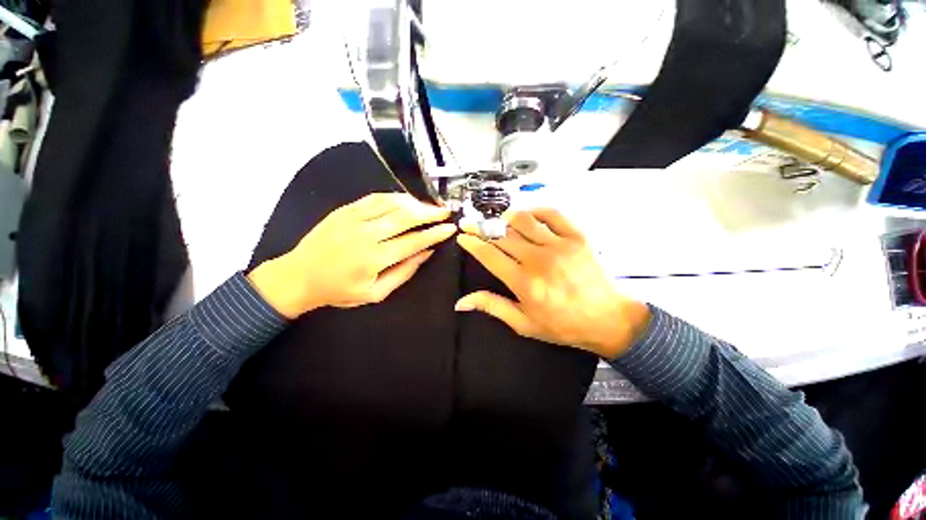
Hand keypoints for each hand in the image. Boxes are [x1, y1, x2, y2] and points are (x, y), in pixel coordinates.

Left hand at [248, 193, 455, 318]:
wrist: (298, 276)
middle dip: (430, 213)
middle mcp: (365, 235)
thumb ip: (404, 272)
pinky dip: (395, 197)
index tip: (450, 228)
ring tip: (429, 206)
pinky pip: (375, 198)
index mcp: (373, 259)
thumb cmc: (339, 290)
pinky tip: (406, 200)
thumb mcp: (375, 293)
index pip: (413, 241)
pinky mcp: (344, 210)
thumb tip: (426, 253)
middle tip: (446, 212)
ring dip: (415, 203)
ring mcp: (353, 219)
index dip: (435, 234)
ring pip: (392, 203)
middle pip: (405, 217)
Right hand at [455, 209, 649, 358]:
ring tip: (498, 220)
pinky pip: (552, 214)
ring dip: (506, 217)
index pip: (489, 255)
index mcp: (524, 282)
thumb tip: (462, 302)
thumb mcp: (523, 324)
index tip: (463, 236)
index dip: (472, 243)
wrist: (607, 319)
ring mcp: (560, 245)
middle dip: (481, 227)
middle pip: (502, 235)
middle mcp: (539, 260)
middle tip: (471, 224)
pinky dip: (536, 210)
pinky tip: (527, 215)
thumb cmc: (562, 324)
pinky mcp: (577, 237)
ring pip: (524, 220)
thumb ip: (492, 307)